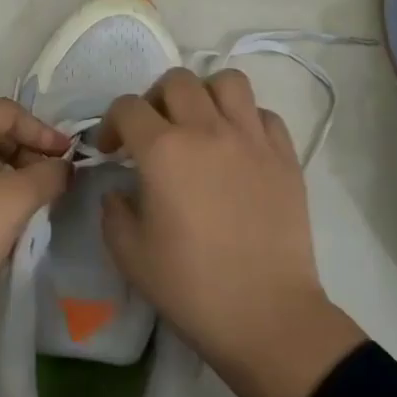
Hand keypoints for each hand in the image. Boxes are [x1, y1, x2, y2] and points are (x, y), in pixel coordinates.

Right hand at [97, 68, 365, 396]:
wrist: (266, 315)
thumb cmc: (191, 287)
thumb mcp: (129, 253)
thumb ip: (114, 210)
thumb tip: (121, 190)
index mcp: (163, 150)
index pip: (127, 107)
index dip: (111, 124)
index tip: (111, 151)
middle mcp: (207, 130)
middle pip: (176, 81)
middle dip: (154, 100)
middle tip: (153, 132)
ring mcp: (252, 139)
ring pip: (227, 81)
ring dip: (205, 95)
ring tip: (199, 124)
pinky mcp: (285, 156)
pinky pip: (264, 114)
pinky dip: (245, 120)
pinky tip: (238, 147)